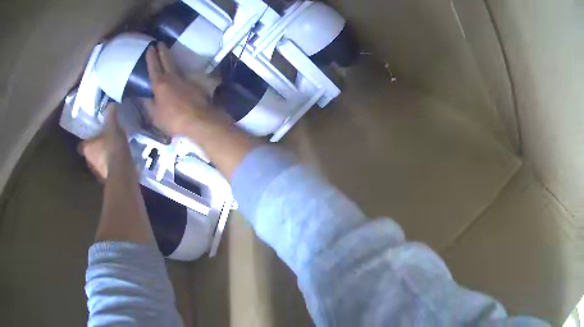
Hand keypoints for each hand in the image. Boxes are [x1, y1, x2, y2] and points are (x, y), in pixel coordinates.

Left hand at [78, 104, 126, 179]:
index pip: (81, 145)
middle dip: (95, 150)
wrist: (121, 172)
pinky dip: (110, 168)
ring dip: (102, 160)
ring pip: (97, 164)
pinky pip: (107, 171)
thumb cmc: (112, 147)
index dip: (86, 142)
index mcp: (86, 148)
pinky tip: (117, 163)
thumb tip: (111, 104)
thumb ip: (110, 115)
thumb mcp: (112, 126)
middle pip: (89, 155)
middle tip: (104, 143)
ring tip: (112, 153)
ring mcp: (97, 173)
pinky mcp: (106, 180)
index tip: (92, 138)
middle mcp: (88, 161)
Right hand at [146, 42, 222, 135]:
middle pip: (167, 60)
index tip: (150, 47)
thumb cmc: (173, 120)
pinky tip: (183, 70)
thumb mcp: (155, 116)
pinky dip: (183, 70)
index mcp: (160, 84)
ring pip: (177, 65)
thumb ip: (149, 105)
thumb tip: (144, 96)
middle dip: (163, 50)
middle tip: (160, 42)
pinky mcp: (196, 82)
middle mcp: (173, 77)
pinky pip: (188, 73)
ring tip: (169, 53)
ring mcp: (186, 78)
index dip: (151, 57)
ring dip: (172, 57)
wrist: (199, 120)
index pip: (154, 67)